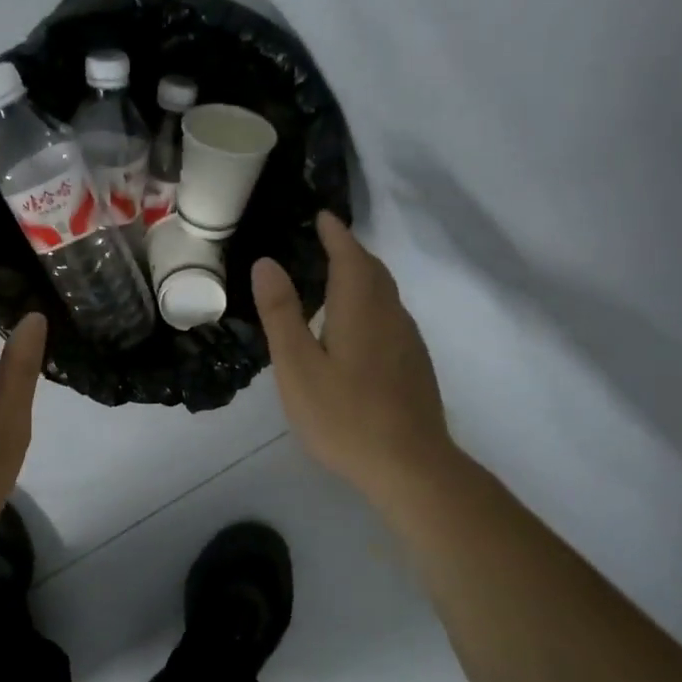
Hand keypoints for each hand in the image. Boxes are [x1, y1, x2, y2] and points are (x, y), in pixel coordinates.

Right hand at [252, 212, 453, 502]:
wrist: (409, 465)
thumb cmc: (343, 415)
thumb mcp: (297, 365)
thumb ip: (281, 313)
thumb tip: (267, 262)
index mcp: (360, 309)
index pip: (350, 256)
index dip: (336, 234)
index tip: (322, 216)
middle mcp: (390, 316)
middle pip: (374, 272)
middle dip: (351, 251)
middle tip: (328, 240)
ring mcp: (408, 342)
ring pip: (386, 295)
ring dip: (364, 276)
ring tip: (338, 276)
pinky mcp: (414, 366)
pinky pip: (391, 317)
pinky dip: (372, 303)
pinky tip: (357, 326)